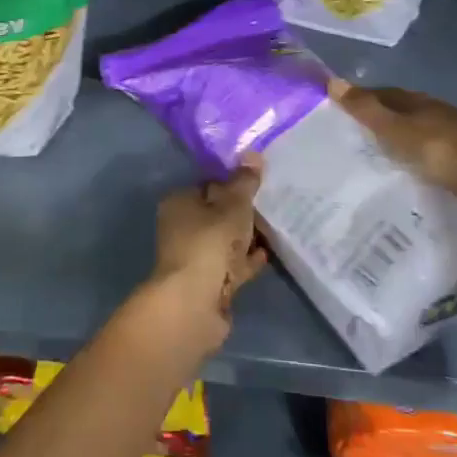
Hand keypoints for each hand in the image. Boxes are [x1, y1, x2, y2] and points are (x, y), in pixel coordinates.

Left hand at [142, 163, 267, 358]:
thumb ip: (244, 182)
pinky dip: (247, 260)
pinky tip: (268, 254)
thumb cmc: (210, 242)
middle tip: (273, 204)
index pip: (208, 185)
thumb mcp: (233, 205)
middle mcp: (181, 228)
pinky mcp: (208, 283)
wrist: (195, 303)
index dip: (232, 183)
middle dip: (242, 212)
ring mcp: (194, 258)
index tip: (259, 182)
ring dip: (247, 237)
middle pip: (217, 214)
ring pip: (225, 241)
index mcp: (179, 203)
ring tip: (276, 228)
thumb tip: (253, 154)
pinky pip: (232, 265)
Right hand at [332, 81, 456, 213]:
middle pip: (406, 109)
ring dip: (406, 136)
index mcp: (419, 102)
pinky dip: (424, 153)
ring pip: (424, 129)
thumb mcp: (398, 132)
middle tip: (360, 131)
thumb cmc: (443, 151)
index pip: (385, 93)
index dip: (364, 97)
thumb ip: (368, 111)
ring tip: (385, 151)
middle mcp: (440, 111)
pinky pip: (439, 148)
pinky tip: (418, 166)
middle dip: (385, 116)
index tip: (342, 108)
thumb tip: (332, 81)